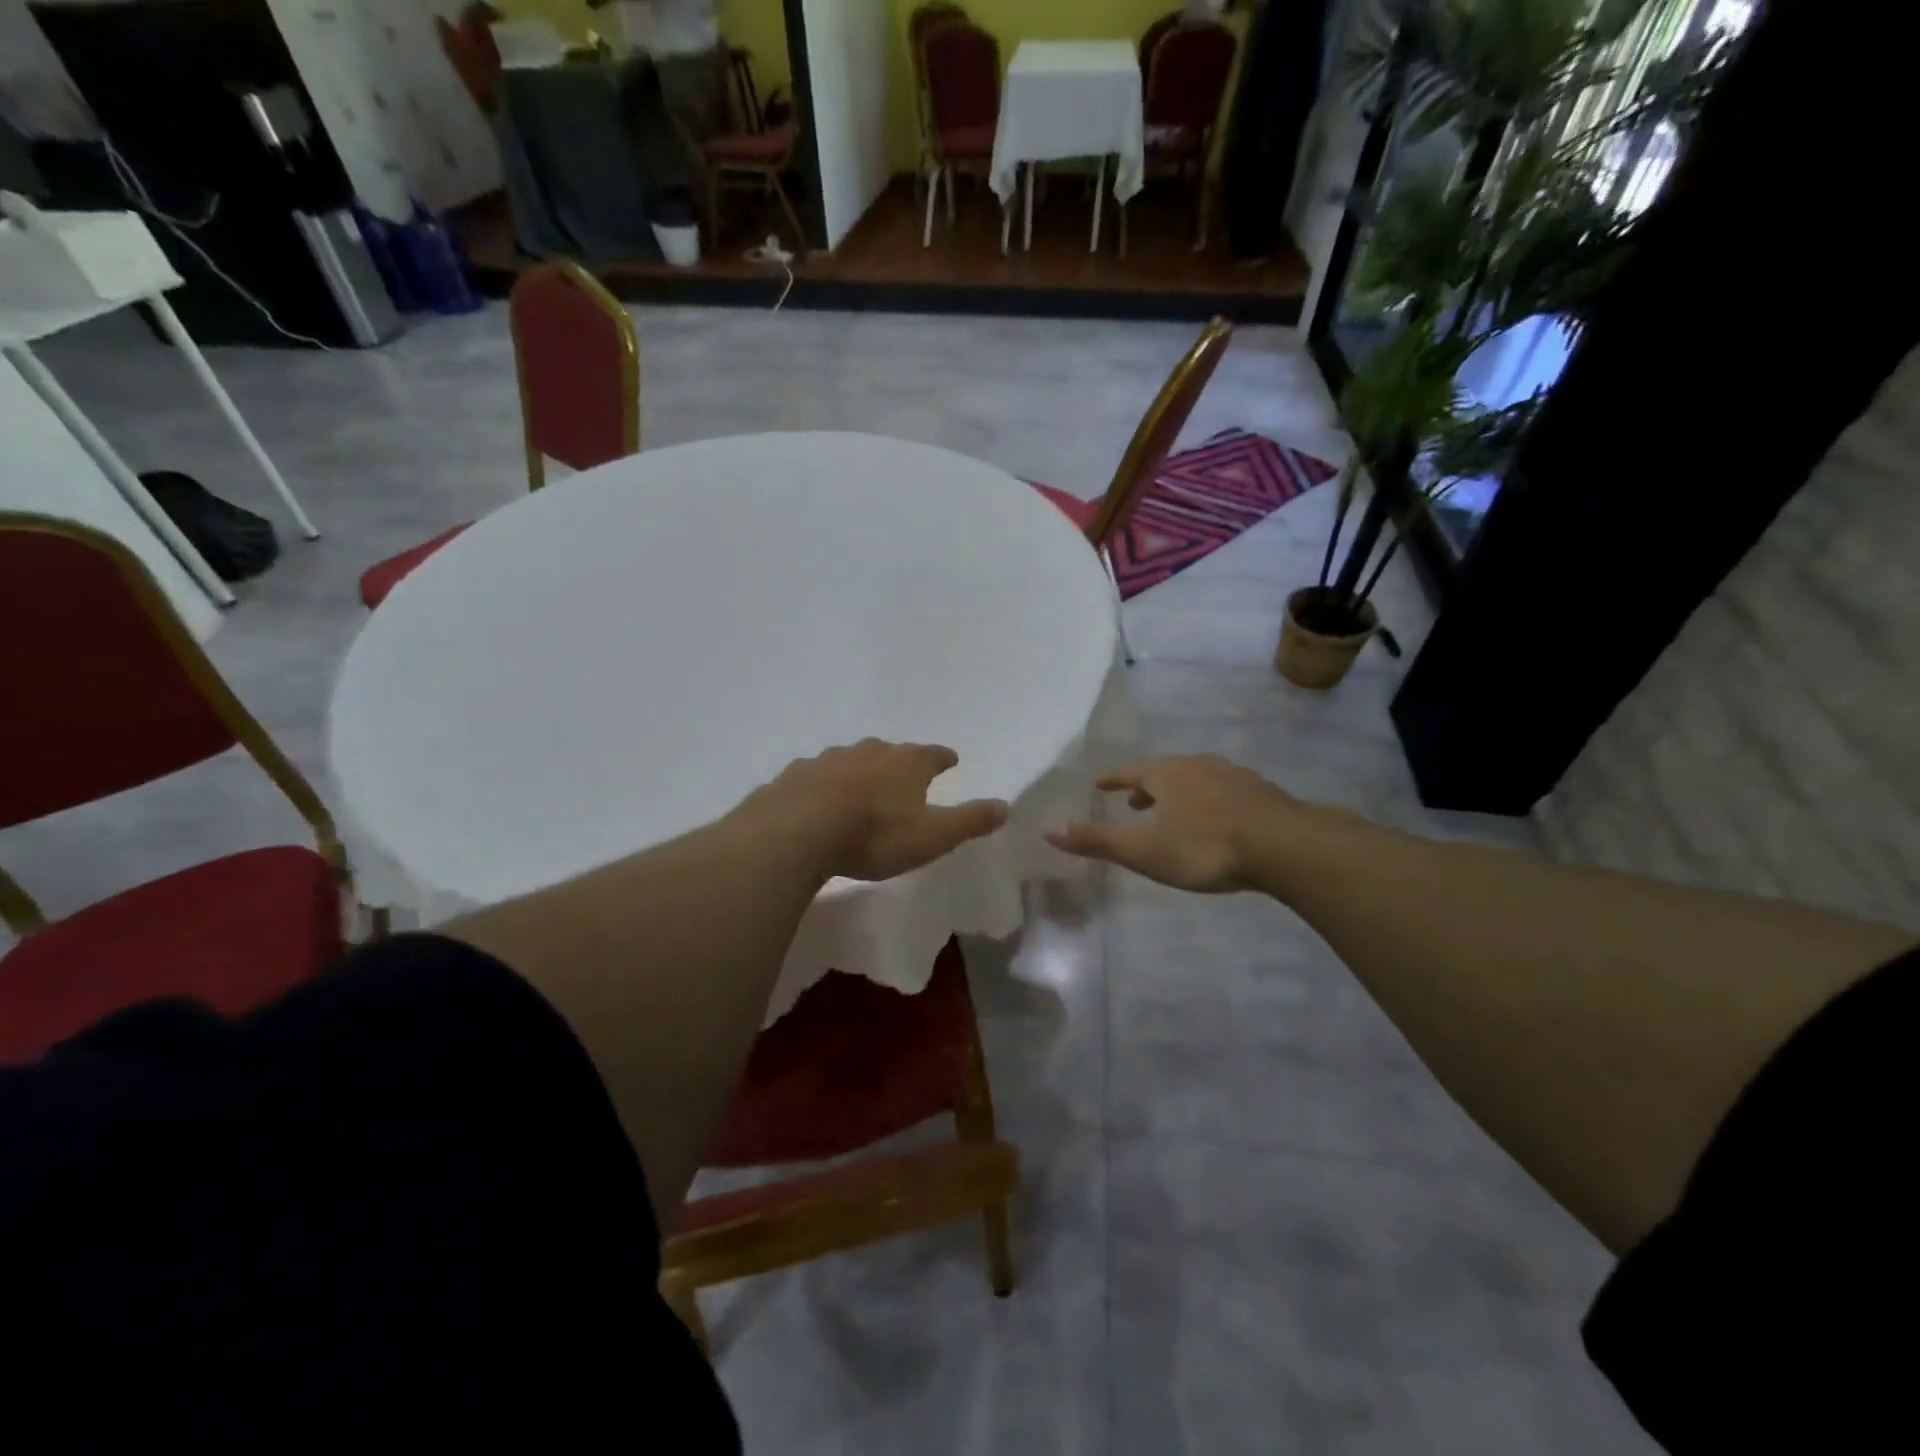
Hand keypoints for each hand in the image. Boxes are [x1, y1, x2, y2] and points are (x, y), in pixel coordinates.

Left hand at [753, 739, 1009, 882]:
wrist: (798, 831)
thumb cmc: (875, 834)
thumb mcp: (932, 836)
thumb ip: (969, 821)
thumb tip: (1005, 806)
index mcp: (904, 763)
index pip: (931, 754)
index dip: (942, 758)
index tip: (950, 759)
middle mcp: (867, 753)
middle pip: (888, 751)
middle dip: (898, 760)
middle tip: (903, 770)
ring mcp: (826, 761)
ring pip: (849, 760)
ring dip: (858, 770)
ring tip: (860, 785)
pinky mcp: (794, 777)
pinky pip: (814, 777)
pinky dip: (821, 785)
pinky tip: (816, 798)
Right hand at [1046, 754, 1344, 893]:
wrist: (1286, 845)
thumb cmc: (1205, 847)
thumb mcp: (1144, 850)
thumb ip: (1097, 841)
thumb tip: (1047, 828)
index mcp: (1165, 774)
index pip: (1129, 772)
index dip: (1113, 779)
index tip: (1100, 783)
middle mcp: (1196, 765)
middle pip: (1163, 771)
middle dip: (1145, 786)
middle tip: (1133, 802)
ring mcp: (1231, 775)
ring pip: (1195, 778)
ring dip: (1177, 791)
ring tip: (1172, 810)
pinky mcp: (1259, 791)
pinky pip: (1222, 789)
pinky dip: (1207, 799)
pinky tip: (1216, 817)